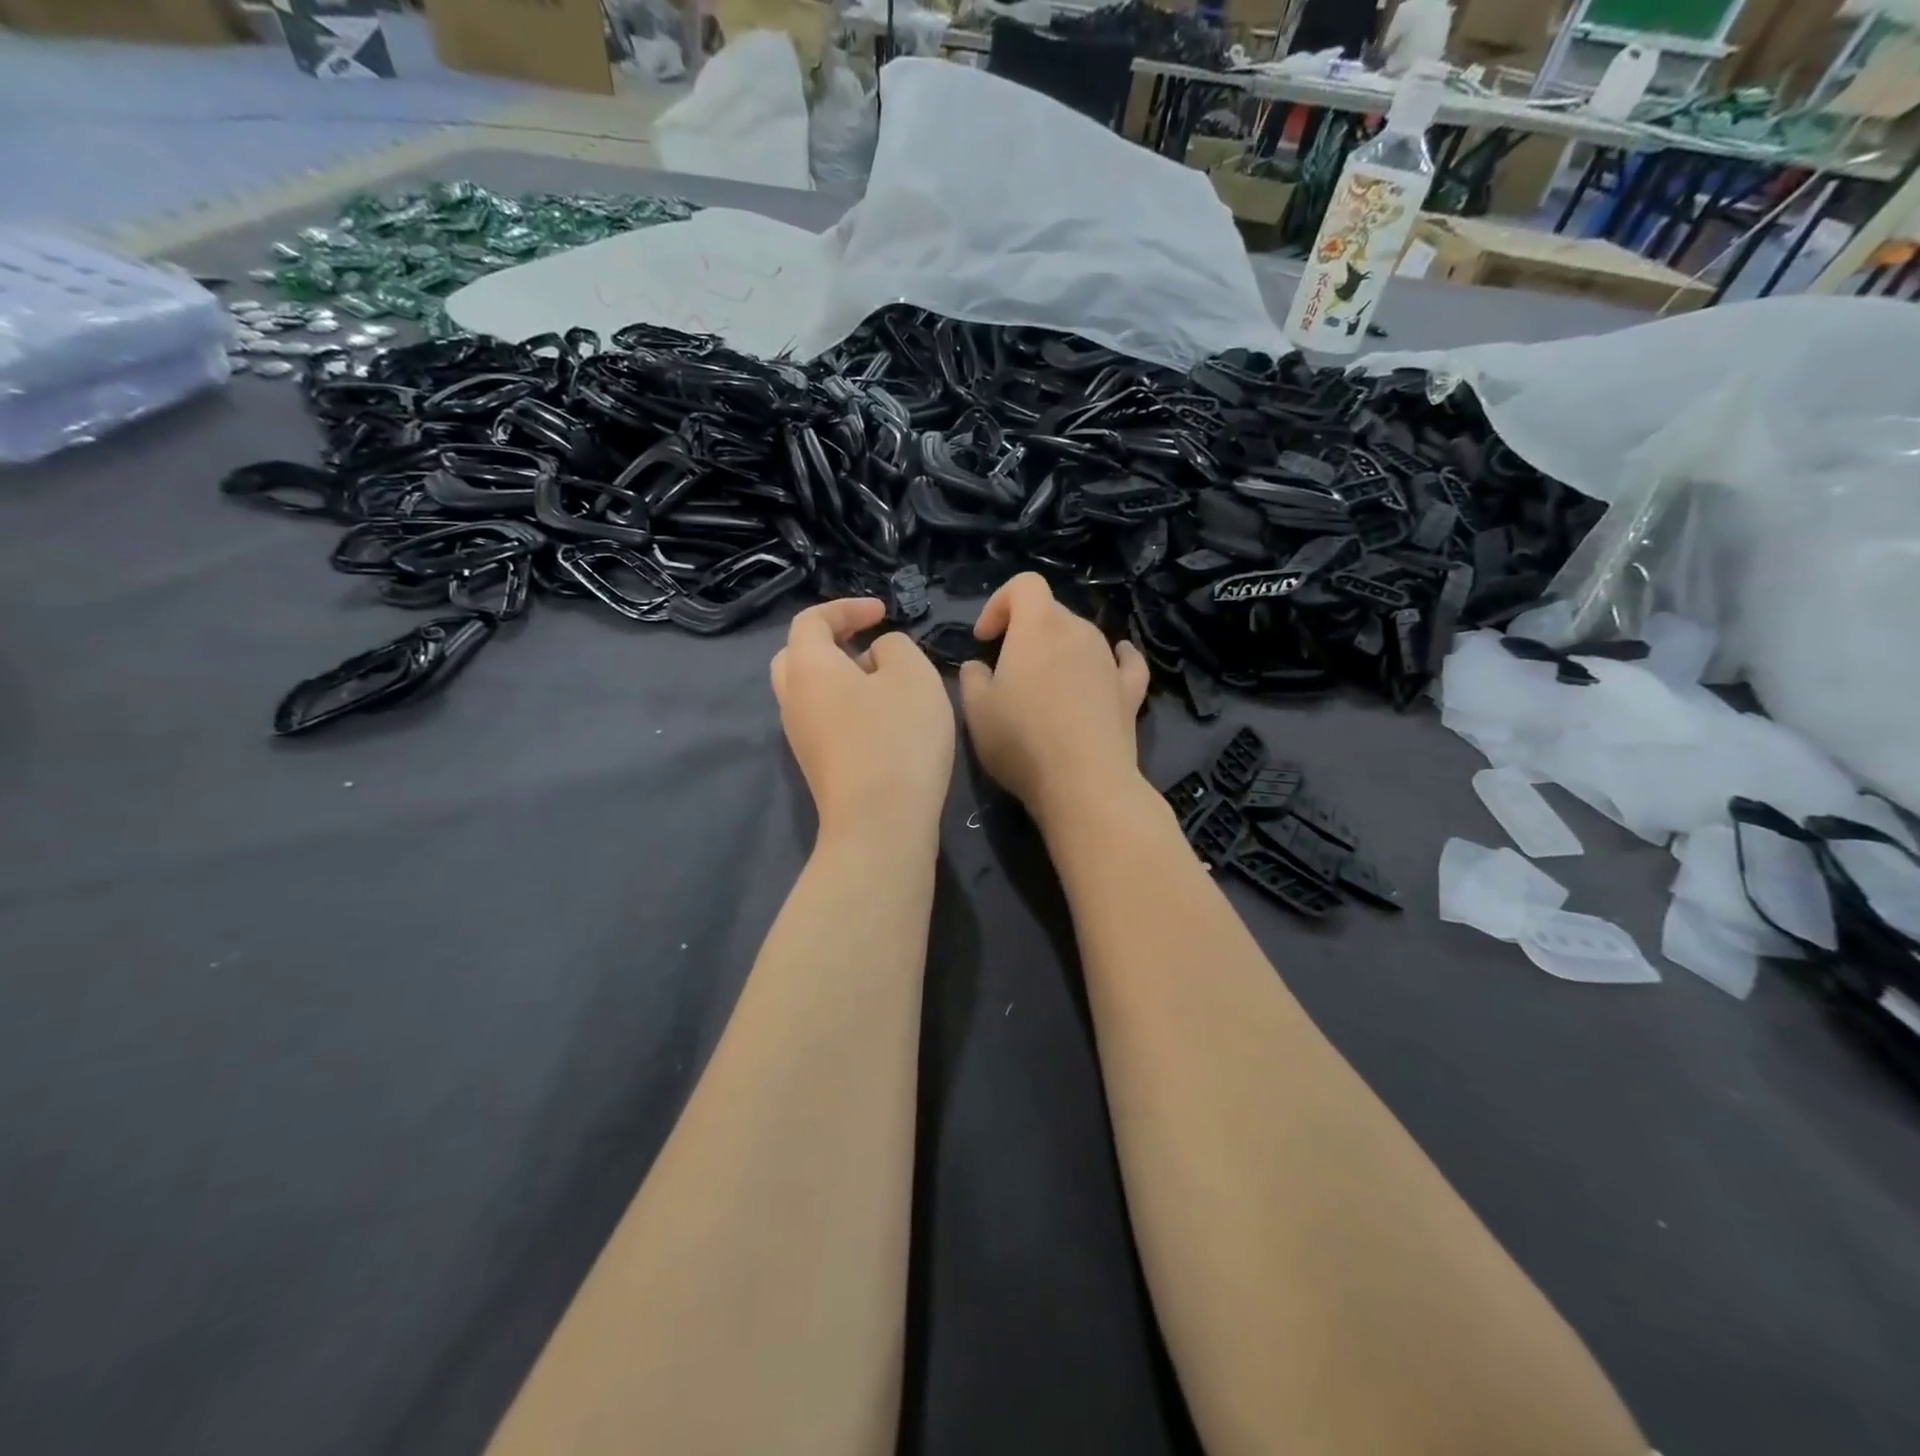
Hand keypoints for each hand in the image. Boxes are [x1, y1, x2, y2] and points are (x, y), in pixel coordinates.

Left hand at [772, 598, 954, 844]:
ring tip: (884, 681)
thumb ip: (894, 647)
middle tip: (868, 642)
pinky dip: (846, 705)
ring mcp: (800, 737)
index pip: (812, 620)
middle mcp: (792, 699)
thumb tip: (876, 656)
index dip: (847, 608)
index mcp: (807, 667)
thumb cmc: (897, 737)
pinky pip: (823, 719)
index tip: (883, 612)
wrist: (879, 822)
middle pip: (798, 656)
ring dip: (841, 676)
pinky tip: (882, 719)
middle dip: (832, 641)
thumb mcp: (912, 674)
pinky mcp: (817, 765)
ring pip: (810, 691)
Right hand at [958, 574, 1149, 824]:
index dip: (999, 604)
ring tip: (1045, 683)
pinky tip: (1114, 662)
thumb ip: (971, 678)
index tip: (984, 640)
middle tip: (1007, 668)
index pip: (1024, 585)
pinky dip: (1115, 658)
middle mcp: (1078, 632)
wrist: (1084, 783)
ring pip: (1082, 637)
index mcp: (1038, 627)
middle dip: (1026, 630)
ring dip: (1061, 649)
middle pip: (1051, 612)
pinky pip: (1124, 662)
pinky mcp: (1130, 691)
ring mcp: (1109, 661)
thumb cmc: (1022, 741)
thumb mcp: (976, 710)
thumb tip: (979, 667)